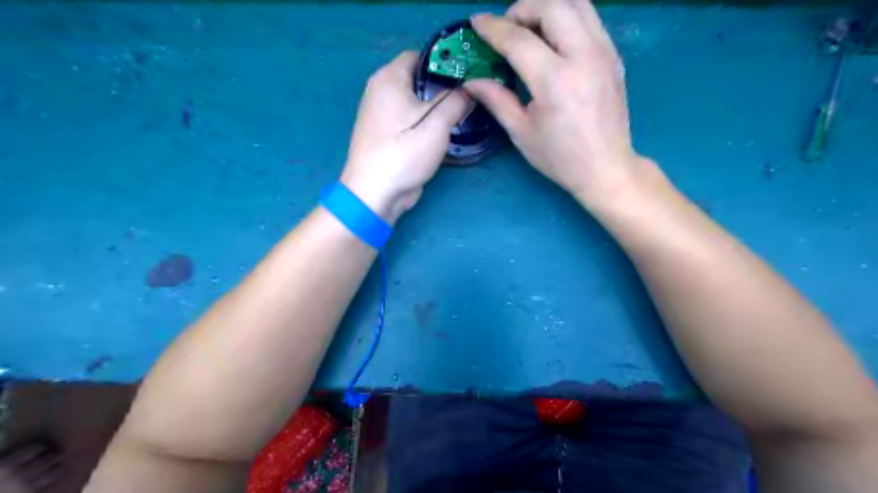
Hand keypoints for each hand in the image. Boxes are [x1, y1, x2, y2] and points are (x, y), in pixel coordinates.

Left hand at [339, 51, 469, 222]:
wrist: (374, 193)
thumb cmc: (404, 152)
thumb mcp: (437, 124)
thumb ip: (456, 101)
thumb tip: (470, 89)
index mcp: (389, 78)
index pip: (419, 56)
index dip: (444, 63)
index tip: (467, 77)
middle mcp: (381, 90)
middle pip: (417, 80)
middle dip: (443, 88)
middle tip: (469, 99)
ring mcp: (380, 114)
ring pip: (414, 102)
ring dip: (435, 108)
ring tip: (461, 116)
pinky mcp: (385, 135)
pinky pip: (408, 120)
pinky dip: (424, 123)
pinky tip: (443, 133)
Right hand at [466, 0, 643, 206]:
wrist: (606, 168)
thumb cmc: (560, 157)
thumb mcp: (521, 132)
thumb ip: (496, 100)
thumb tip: (471, 81)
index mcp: (555, 81)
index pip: (519, 39)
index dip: (493, 28)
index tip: (476, 22)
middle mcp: (583, 57)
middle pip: (552, 6)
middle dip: (522, 9)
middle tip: (507, 28)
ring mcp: (604, 53)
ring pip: (577, 3)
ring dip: (547, 7)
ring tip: (530, 28)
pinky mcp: (614, 56)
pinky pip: (590, 19)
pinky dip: (567, 17)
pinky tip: (554, 40)